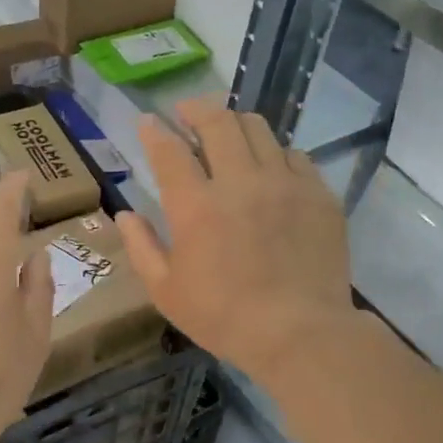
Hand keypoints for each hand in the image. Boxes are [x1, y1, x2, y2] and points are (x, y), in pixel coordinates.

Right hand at [116, 100, 354, 383]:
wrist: (301, 334)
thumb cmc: (224, 317)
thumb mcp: (166, 291)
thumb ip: (141, 247)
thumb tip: (124, 215)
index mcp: (196, 207)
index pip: (169, 151)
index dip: (154, 131)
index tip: (147, 121)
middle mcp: (240, 182)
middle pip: (217, 122)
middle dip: (195, 109)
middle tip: (186, 111)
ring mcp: (285, 183)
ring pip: (258, 129)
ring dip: (235, 123)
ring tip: (227, 131)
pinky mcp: (318, 194)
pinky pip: (294, 154)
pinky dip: (274, 152)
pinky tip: (269, 165)